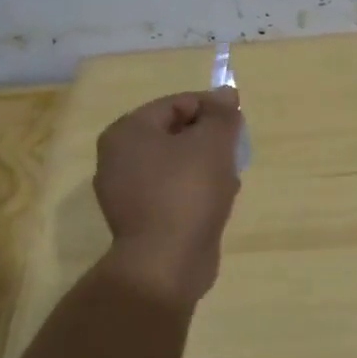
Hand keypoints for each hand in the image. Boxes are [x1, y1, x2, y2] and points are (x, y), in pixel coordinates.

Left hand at [93, 88, 243, 304]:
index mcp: (128, 132)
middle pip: (174, 133)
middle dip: (208, 139)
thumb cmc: (188, 191)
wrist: (167, 263)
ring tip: (230, 178)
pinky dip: (194, 191)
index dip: (212, 107)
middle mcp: (118, 158)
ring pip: (174, 165)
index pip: (176, 103)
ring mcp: (125, 193)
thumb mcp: (213, 142)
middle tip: (234, 150)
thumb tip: (225, 94)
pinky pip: (171, 192)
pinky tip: (218, 201)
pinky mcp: (139, 221)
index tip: (238, 120)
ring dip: (205, 166)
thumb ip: (221, 114)